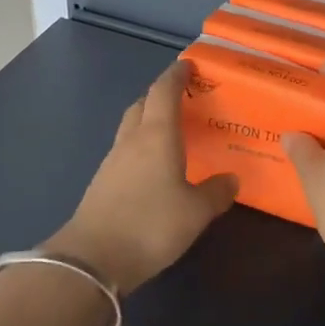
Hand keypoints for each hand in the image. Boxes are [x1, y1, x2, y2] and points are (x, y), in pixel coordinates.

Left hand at [48, 61, 238, 292]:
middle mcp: (132, 140)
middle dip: (160, 95)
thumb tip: (231, 179)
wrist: (93, 259)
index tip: (189, 66)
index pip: (164, 92)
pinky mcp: (102, 183)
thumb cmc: (151, 225)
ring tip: (171, 131)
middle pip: (142, 104)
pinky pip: (125, 151)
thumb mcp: (196, 212)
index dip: (176, 75)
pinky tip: (154, 166)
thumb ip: (216, 192)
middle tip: (183, 99)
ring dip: (148, 120)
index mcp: (156, 135)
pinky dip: (141, 146)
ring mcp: (112, 161)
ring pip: (131, 127)